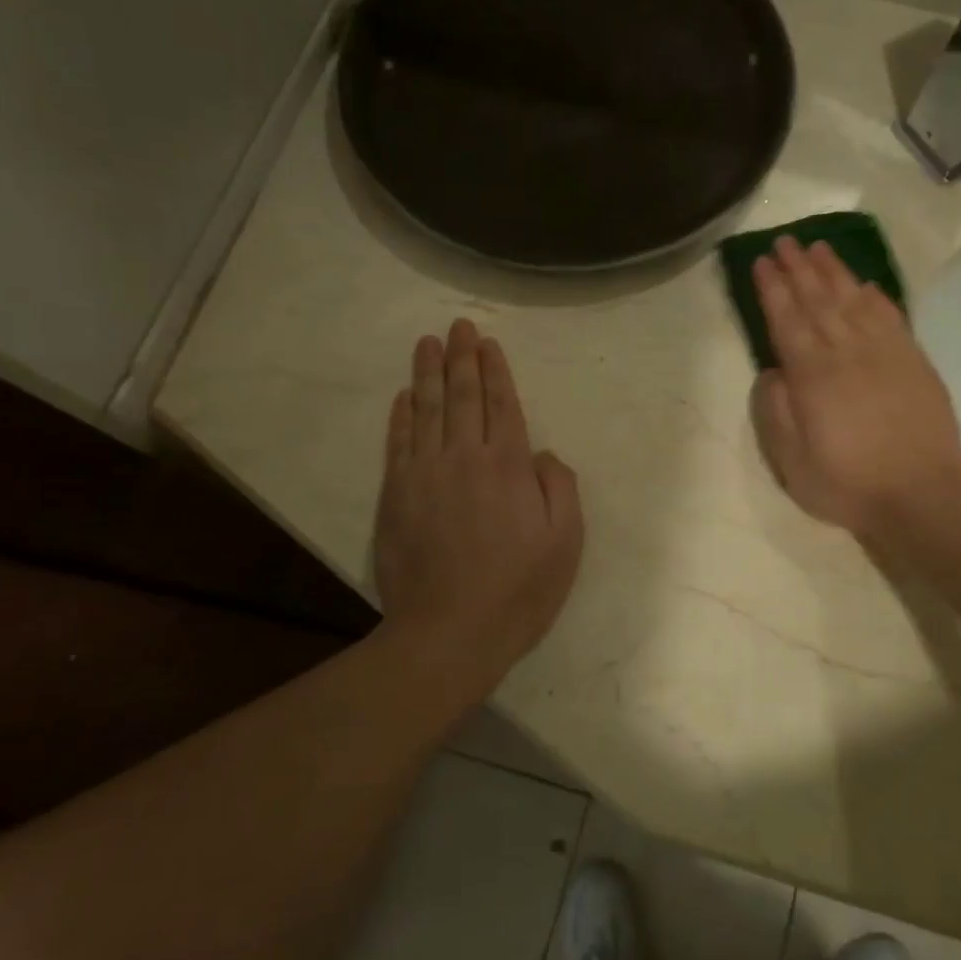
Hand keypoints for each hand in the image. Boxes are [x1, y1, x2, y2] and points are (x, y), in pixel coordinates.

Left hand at [375, 319, 583, 693]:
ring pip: (427, 411)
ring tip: (427, 344)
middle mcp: (464, 458)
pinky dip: (401, 416)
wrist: (448, 633)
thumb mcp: (565, 543)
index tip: (488, 343)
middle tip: (457, 326)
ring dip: (427, 374)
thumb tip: (543, 454)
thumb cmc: (518, 591)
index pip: (503, 405)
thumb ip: (560, 488)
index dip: (495, 371)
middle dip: (462, 358)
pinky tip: (404, 396)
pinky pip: (398, 443)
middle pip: (462, 397)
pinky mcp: (395, 496)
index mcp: (509, 467)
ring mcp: (424, 475)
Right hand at [752, 236, 960, 537]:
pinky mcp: (913, 360)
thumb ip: (776, 413)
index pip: (787, 320)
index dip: (772, 289)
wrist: (923, 495)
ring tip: (818, 247)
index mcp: (813, 376)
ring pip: (853, 299)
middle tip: (784, 241)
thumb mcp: (793, 462)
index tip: (761, 262)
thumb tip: (772, 372)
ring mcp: (884, 353)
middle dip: (797, 268)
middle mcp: (847, 352)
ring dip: (833, 271)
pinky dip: (874, 295)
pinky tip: (864, 283)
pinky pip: (890, 316)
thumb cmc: (849, 484)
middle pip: (818, 300)